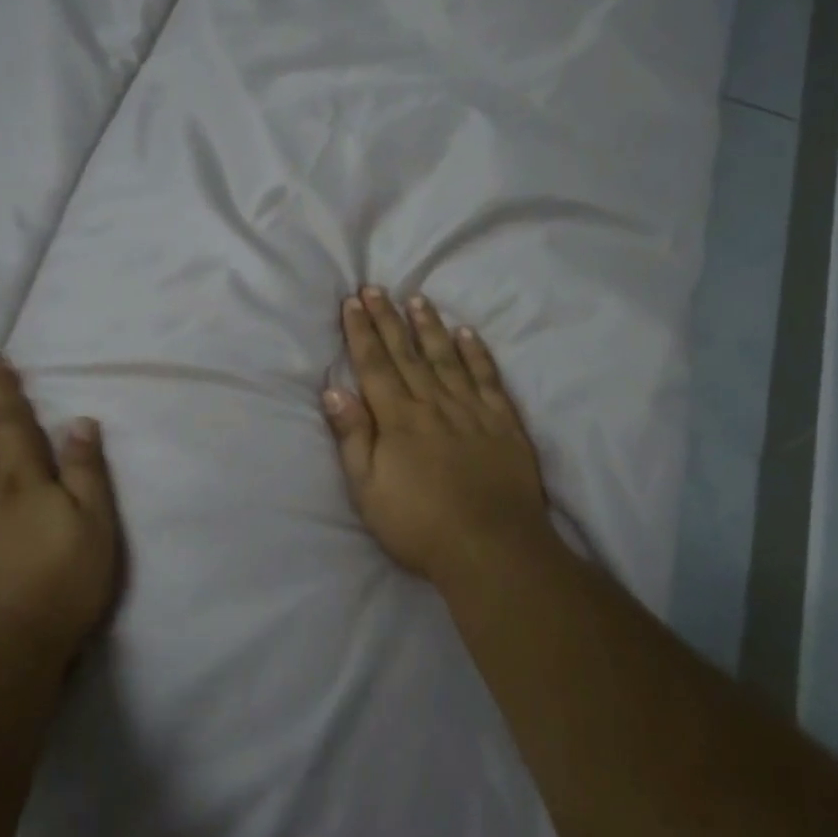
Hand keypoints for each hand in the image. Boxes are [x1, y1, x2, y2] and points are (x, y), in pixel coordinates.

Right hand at [323, 289, 555, 585]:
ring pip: (446, 357)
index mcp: (398, 419)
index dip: (361, 331)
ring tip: (417, 299)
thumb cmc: (419, 525)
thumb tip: (334, 390)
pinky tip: (467, 333)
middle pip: (406, 353)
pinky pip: (487, 378)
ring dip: (429, 327)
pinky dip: (477, 353)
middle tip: (376, 288)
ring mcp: (471, 410)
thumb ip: (353, 437)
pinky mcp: (503, 422)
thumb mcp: (369, 490)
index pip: (375, 365)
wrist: (493, 548)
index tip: (352, 302)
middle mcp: (433, 404)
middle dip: (388, 318)